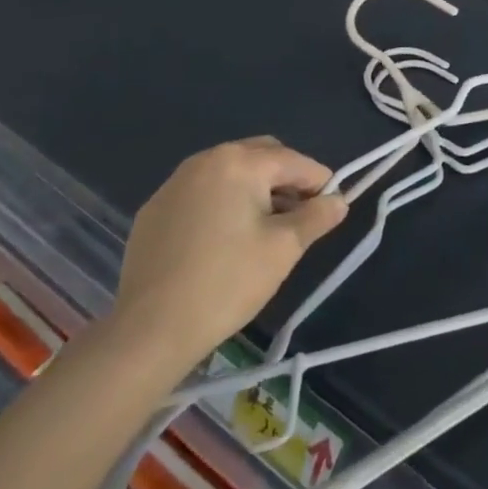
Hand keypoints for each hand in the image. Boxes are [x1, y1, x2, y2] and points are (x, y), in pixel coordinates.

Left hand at [107, 137, 347, 379]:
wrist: (149, 332)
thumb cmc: (227, 282)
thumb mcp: (284, 249)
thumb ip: (317, 217)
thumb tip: (339, 201)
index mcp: (239, 162)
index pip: (294, 162)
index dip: (320, 183)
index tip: (331, 209)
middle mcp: (205, 160)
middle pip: (261, 156)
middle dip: (286, 180)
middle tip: (299, 217)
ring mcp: (174, 184)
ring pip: (230, 173)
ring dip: (254, 190)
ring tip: (264, 230)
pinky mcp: (153, 211)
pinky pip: (201, 194)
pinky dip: (221, 204)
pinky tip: (222, 242)